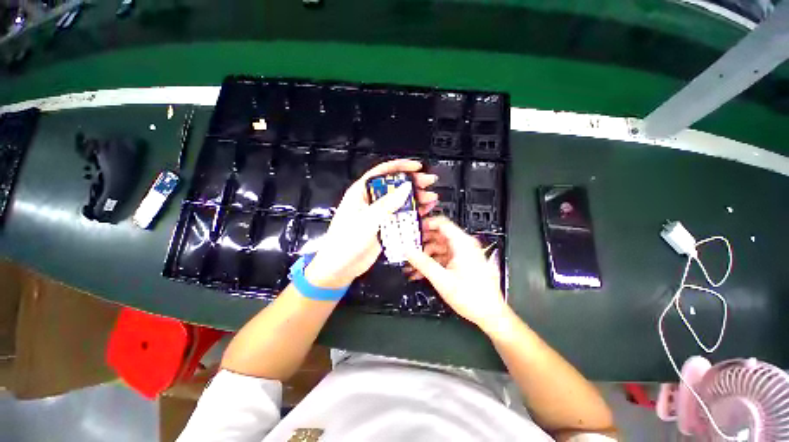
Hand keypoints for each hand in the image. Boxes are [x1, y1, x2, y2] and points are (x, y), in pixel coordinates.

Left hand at [305, 159, 437, 289]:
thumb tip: (405, 187)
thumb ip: (387, 204)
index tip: (416, 167)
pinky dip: (413, 213)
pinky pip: (400, 216)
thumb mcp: (367, 220)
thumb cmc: (345, 241)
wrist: (340, 267)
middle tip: (429, 182)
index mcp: (361, 192)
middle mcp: (370, 201)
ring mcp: (378, 214)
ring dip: (416, 199)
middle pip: (394, 186)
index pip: (382, 172)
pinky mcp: (383, 226)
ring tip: (431, 198)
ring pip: (400, 201)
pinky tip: (424, 212)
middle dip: (413, 183)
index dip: (400, 167)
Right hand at [405, 216, 509, 330]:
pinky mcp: (461, 264)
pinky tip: (420, 272)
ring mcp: (462, 255)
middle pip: (439, 235)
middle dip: (422, 241)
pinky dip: (432, 263)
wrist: (490, 314)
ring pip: (439, 248)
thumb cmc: (472, 297)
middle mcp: (463, 245)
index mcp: (462, 243)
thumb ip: (423, 263)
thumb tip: (408, 251)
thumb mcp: (442, 279)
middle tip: (407, 247)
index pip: (442, 223)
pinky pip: (443, 258)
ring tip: (411, 263)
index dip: (426, 224)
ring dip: (425, 255)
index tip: (412, 229)